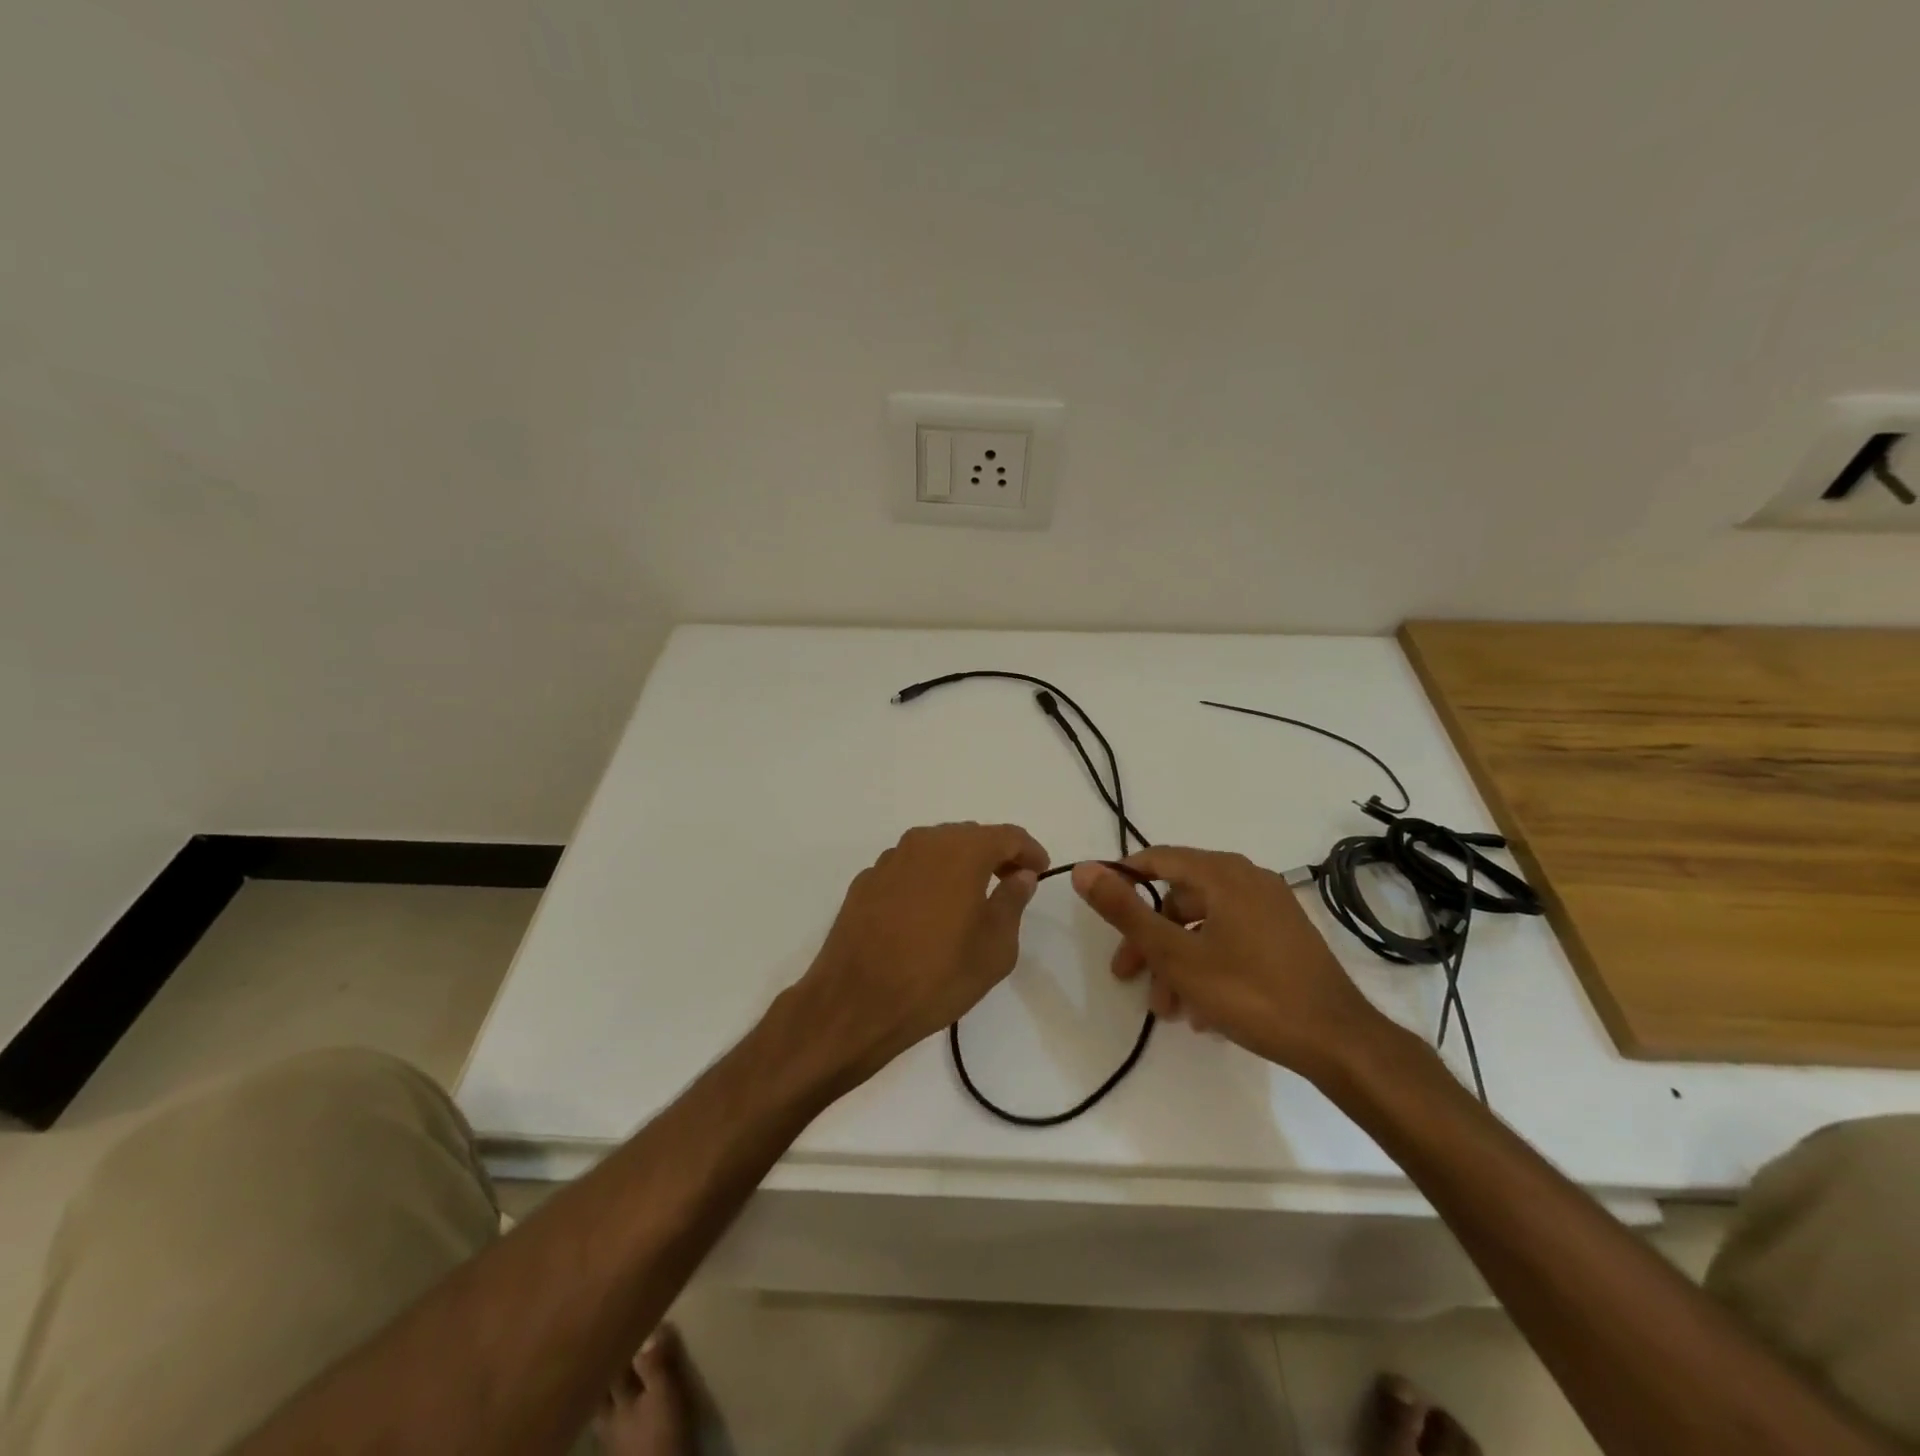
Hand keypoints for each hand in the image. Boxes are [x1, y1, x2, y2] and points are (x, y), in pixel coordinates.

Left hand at [797, 822, 1048, 1081]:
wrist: (855, 1003)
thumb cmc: (937, 976)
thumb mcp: (994, 948)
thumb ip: (1012, 902)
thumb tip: (1020, 875)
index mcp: (961, 851)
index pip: (1007, 835)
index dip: (1029, 851)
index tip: (1039, 871)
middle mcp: (923, 843)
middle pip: (969, 836)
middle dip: (994, 855)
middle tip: (1009, 883)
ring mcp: (889, 860)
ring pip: (935, 849)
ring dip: (958, 864)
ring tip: (970, 898)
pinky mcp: (865, 882)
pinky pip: (908, 868)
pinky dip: (927, 879)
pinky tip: (928, 912)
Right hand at [1070, 847, 1386, 1078]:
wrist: (1338, 1041)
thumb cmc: (1250, 992)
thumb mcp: (1175, 955)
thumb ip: (1126, 911)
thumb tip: (1084, 869)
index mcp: (1223, 874)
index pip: (1158, 859)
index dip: (1122, 879)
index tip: (1098, 907)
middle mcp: (1248, 880)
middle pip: (1179, 898)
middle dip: (1149, 938)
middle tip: (1126, 975)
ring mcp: (1271, 909)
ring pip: (1204, 926)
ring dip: (1176, 962)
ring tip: (1166, 1009)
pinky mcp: (1285, 937)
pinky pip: (1231, 940)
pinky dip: (1207, 966)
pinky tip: (1201, 1012)